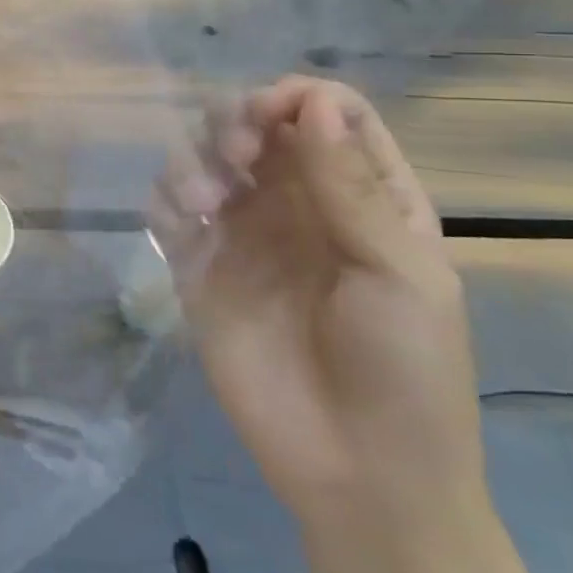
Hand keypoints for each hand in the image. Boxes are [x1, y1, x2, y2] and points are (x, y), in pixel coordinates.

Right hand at [177, 76, 485, 532]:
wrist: (358, 473)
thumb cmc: (405, 372)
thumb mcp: (400, 275)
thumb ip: (350, 187)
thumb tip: (311, 103)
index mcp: (364, 197)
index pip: (329, 115)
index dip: (300, 99)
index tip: (275, 116)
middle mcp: (297, 203)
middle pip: (255, 124)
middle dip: (237, 119)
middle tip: (238, 154)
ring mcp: (242, 233)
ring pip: (203, 156)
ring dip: (197, 156)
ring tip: (208, 198)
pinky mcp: (196, 265)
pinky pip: (168, 207)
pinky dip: (167, 196)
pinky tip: (184, 220)